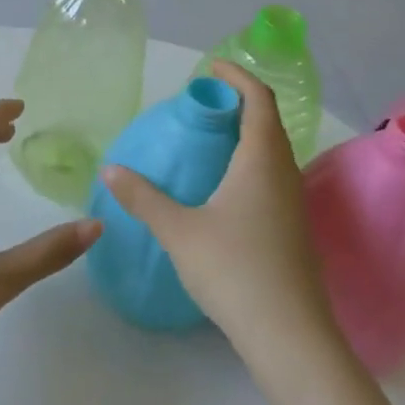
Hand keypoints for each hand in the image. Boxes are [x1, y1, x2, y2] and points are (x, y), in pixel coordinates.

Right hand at [100, 62, 339, 356]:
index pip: (259, 101)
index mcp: (261, 162)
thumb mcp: (179, 230)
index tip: (211, 67)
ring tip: (210, 139)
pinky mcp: (293, 230)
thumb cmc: (234, 270)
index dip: (238, 77)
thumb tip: (111, 168)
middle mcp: (284, 175)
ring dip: (247, 134)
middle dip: (240, 103)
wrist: (289, 336)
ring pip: (273, 153)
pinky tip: (224, 187)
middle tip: (203, 103)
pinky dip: (250, 163)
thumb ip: (143, 197)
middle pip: (268, 123)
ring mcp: (293, 205)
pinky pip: (272, 177)